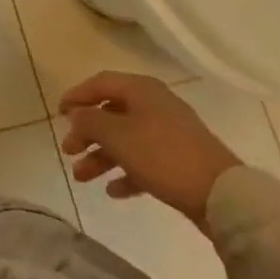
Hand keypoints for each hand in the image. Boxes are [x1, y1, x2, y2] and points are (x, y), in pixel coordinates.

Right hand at [59, 72, 242, 230]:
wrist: (221, 195)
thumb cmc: (162, 155)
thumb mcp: (117, 135)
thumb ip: (90, 121)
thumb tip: (76, 114)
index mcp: (141, 90)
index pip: (100, 83)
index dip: (77, 95)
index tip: (58, 114)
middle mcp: (154, 105)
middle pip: (111, 113)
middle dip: (87, 132)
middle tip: (68, 150)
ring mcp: (168, 134)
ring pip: (125, 139)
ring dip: (101, 156)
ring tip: (82, 177)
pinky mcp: (178, 160)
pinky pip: (143, 161)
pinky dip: (125, 172)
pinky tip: (113, 191)